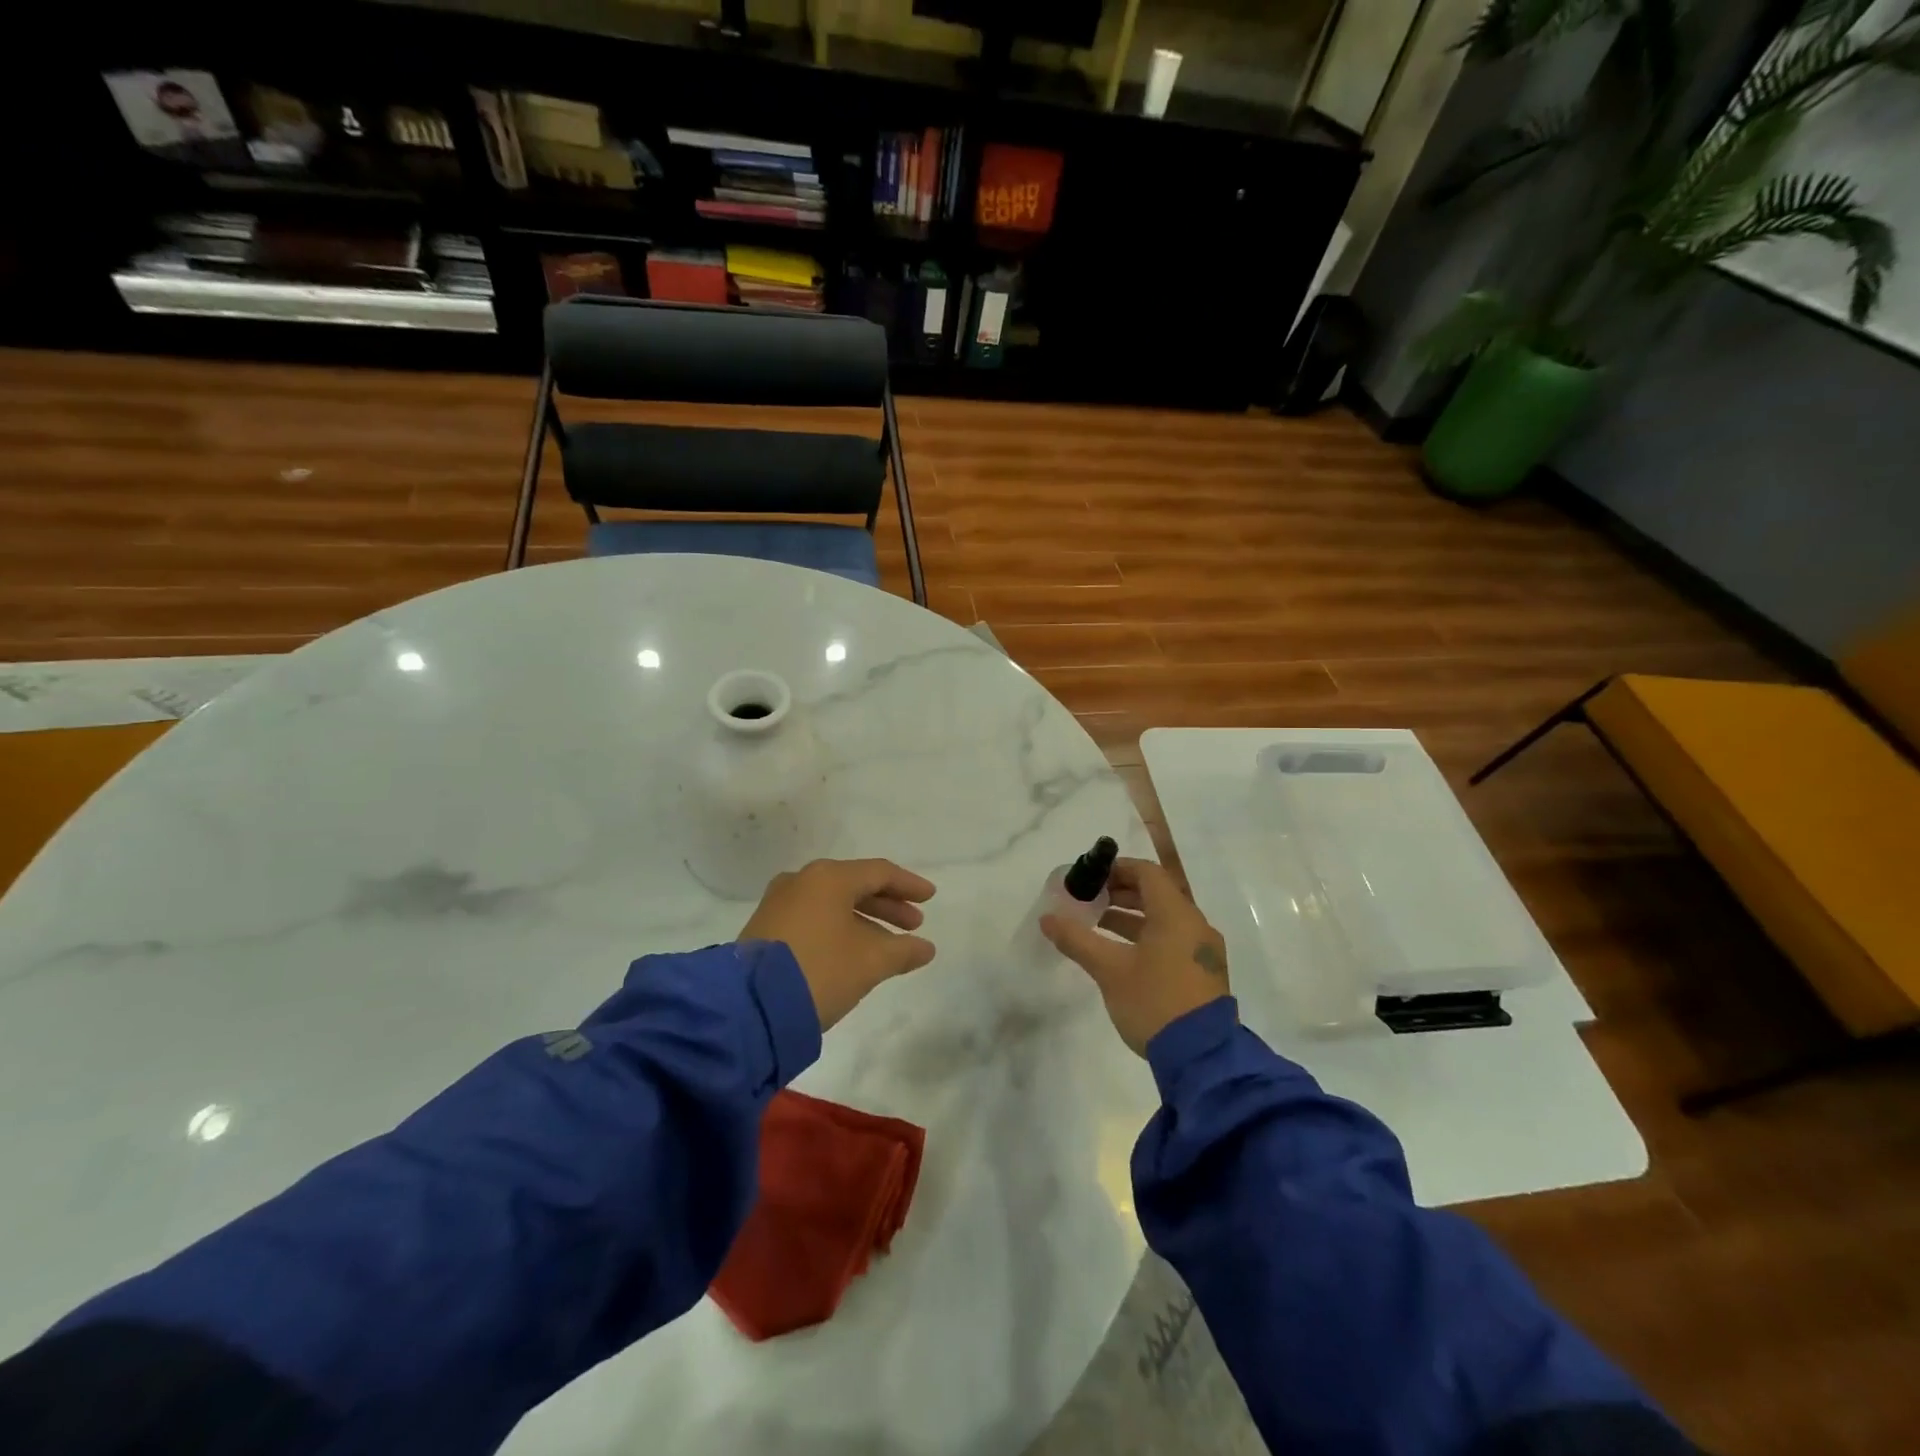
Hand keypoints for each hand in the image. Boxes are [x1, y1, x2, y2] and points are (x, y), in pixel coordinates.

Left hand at [740, 859, 937, 1030]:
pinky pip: (813, 918)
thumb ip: (903, 950)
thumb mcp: (871, 962)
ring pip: (833, 903)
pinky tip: (853, 951)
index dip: (909, 885)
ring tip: (888, 945)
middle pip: (854, 885)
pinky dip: (839, 928)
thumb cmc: (821, 970)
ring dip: (864, 920)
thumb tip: (926, 947)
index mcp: (829, 877)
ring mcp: (779, 903)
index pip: (879, 872)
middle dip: (887, 905)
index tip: (930, 898)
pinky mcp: (765, 928)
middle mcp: (802, 881)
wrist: (749, 1006)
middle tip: (913, 924)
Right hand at [1042, 858, 1230, 1055]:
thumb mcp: (1109, 969)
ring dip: (1131, 917)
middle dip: (1120, 893)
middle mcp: (1195, 925)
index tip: (1090, 877)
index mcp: (1176, 914)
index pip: (1147, 873)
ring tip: (1098, 925)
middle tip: (1089, 900)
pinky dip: (1146, 937)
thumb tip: (1047, 918)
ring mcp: (1202, 950)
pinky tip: (1121, 954)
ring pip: (1164, 919)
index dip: (1117, 869)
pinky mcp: (1203, 973)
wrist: (1202, 1058)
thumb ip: (1077, 940)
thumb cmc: (1154, 1001)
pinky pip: (1172, 940)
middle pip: (1156, 894)